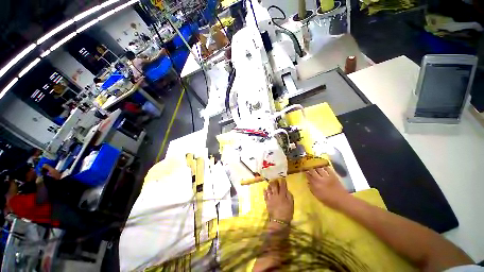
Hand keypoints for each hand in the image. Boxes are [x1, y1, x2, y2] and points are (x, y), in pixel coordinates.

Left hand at [263, 179, 293, 223]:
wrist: (279, 221)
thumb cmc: (287, 213)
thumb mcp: (291, 205)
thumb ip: (289, 196)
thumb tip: (287, 190)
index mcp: (282, 195)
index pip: (282, 187)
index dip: (282, 182)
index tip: (282, 179)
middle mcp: (276, 195)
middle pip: (274, 186)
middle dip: (274, 182)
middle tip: (274, 179)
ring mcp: (270, 198)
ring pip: (269, 189)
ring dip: (269, 186)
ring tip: (269, 183)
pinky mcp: (267, 202)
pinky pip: (265, 195)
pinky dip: (265, 191)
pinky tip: (264, 189)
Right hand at [306, 167, 348, 207]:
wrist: (342, 200)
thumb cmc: (329, 201)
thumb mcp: (318, 197)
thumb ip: (312, 189)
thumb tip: (307, 183)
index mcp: (315, 185)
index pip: (309, 177)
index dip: (306, 174)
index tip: (305, 171)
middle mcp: (320, 179)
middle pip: (313, 171)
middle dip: (310, 169)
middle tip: (309, 168)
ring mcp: (327, 177)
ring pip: (319, 169)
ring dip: (316, 168)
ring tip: (316, 167)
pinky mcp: (333, 176)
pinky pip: (328, 169)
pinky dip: (325, 168)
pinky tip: (324, 168)